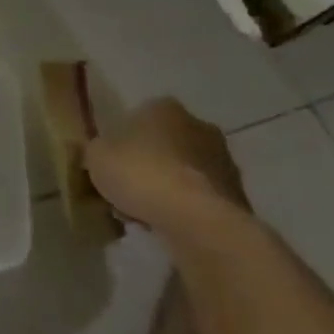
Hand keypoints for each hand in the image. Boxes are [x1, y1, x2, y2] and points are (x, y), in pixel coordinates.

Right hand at [82, 98, 247, 229]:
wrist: (199, 222)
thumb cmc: (142, 175)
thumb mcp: (96, 157)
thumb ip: (96, 150)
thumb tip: (101, 153)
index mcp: (164, 108)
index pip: (138, 116)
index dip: (122, 140)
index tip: (111, 163)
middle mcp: (199, 126)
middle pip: (165, 143)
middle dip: (149, 163)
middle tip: (127, 190)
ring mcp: (224, 161)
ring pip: (184, 172)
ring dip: (169, 188)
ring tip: (145, 214)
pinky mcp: (238, 196)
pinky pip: (201, 199)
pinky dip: (186, 209)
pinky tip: (168, 226)